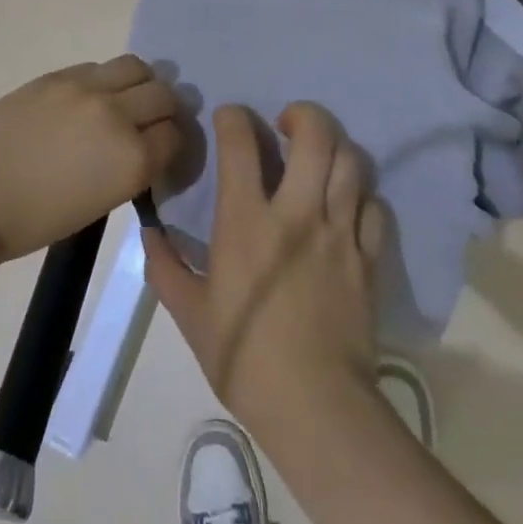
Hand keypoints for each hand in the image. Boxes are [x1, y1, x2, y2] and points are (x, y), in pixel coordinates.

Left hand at [0, 56, 182, 261]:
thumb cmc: (37, 220)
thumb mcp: (101, 203)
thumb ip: (131, 167)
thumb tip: (143, 146)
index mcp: (133, 158)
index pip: (176, 136)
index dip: (174, 143)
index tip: (165, 149)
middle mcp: (118, 115)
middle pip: (164, 95)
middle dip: (164, 110)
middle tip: (150, 122)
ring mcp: (86, 88)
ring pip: (136, 67)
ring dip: (140, 83)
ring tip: (125, 99)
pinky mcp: (58, 75)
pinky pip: (97, 67)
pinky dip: (104, 80)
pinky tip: (90, 97)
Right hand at [145, 102, 383, 433]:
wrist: (316, 408)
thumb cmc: (244, 357)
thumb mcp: (189, 314)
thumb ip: (165, 267)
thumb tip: (148, 234)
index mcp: (246, 220)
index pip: (240, 141)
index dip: (233, 117)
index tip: (228, 119)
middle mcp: (296, 213)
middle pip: (314, 135)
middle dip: (302, 114)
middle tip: (287, 123)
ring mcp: (338, 233)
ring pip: (350, 162)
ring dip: (334, 147)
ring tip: (319, 157)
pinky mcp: (368, 258)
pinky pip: (374, 207)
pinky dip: (361, 195)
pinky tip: (346, 205)